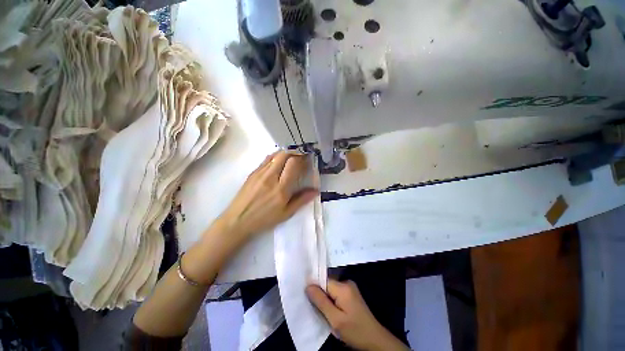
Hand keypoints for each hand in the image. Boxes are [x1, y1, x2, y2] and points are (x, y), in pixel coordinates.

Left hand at [183, 151, 316, 284]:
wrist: (238, 220)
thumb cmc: (264, 219)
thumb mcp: (286, 213)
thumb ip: (302, 200)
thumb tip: (316, 191)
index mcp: (281, 188)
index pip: (293, 164)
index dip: (302, 159)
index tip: (307, 160)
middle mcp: (270, 177)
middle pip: (284, 155)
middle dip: (295, 153)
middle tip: (300, 157)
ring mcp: (260, 173)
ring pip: (275, 155)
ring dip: (285, 153)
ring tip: (291, 158)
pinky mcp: (252, 172)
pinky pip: (266, 159)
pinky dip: (275, 157)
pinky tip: (278, 163)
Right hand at [306, 279, 409, 350]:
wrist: (375, 340)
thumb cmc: (354, 330)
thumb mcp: (335, 320)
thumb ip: (321, 301)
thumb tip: (308, 285)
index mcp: (343, 287)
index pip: (323, 281)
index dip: (314, 288)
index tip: (306, 297)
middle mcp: (346, 283)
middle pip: (327, 285)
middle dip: (320, 295)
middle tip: (315, 309)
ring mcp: (350, 288)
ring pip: (331, 290)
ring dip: (325, 300)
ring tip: (323, 313)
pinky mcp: (351, 295)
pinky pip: (336, 294)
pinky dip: (331, 302)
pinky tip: (331, 312)